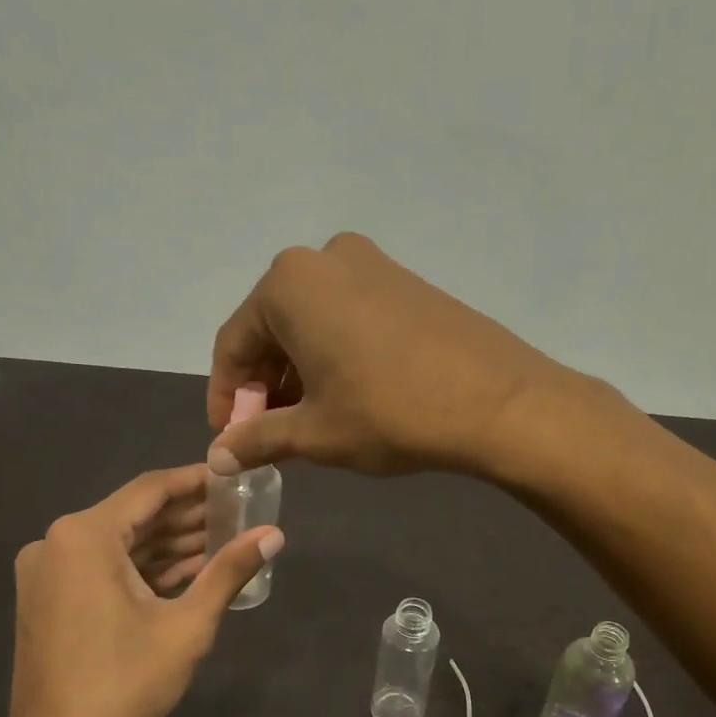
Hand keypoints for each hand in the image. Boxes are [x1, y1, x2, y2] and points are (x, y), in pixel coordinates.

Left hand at [0, 465, 280, 716]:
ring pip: (119, 546)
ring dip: (168, 545)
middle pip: (133, 516)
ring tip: (225, 540)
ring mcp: (47, 574)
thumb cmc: (125, 685)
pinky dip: (143, 571)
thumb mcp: (187, 625)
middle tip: (239, 512)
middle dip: (187, 517)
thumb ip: (229, 571)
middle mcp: (56, 543)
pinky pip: (103, 571)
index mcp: (83, 536)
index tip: (236, 478)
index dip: (197, 481)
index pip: (150, 489)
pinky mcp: (49, 601)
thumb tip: (275, 534)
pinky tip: (188, 572)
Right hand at [206, 232, 569, 477]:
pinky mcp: (406, 282)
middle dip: (264, 385)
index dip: (226, 396)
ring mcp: (372, 264)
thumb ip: (257, 440)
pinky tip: (346, 395)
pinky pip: (348, 317)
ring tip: (307, 422)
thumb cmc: (389, 412)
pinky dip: (333, 355)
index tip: (228, 439)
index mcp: (288, 284)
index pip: (234, 343)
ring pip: (312, 323)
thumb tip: (217, 458)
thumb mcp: (314, 433)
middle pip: (272, 329)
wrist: (498, 402)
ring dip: (298, 373)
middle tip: (268, 435)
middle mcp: (324, 258)